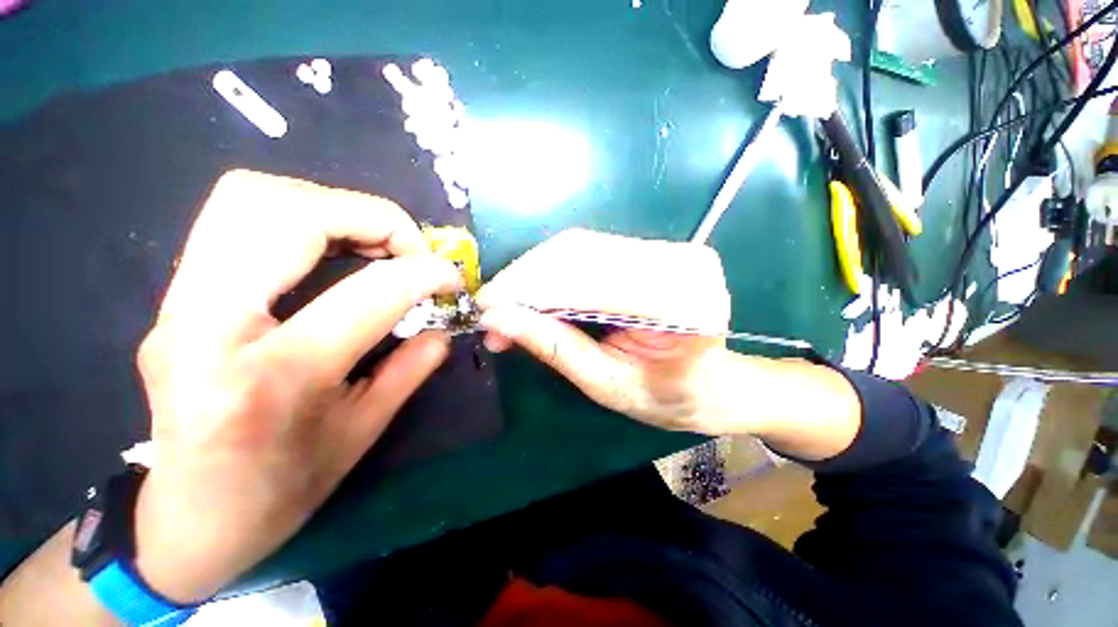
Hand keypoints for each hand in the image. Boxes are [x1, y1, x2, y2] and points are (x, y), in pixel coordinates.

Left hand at [132, 170, 461, 602]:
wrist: (185, 522)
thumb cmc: (279, 494)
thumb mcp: (363, 435)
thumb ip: (410, 369)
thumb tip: (442, 327)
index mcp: (275, 378)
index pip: (368, 292)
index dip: (425, 272)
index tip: (451, 277)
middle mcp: (210, 325)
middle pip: (286, 211)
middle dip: (371, 216)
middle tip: (408, 249)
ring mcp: (178, 305)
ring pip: (252, 198)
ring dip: (333, 207)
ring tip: (374, 244)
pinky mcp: (174, 298)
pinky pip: (238, 219)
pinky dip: (301, 217)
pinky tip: (333, 251)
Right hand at [476, 229, 737, 433]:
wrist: (709, 383)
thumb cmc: (664, 397)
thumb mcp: (605, 384)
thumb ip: (553, 347)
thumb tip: (497, 320)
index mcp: (681, 306)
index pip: (590, 283)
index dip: (531, 291)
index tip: (486, 307)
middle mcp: (680, 265)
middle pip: (582, 254)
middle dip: (526, 280)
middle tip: (491, 308)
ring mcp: (670, 250)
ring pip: (580, 247)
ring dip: (534, 273)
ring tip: (506, 304)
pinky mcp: (653, 250)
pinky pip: (590, 251)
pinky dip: (553, 271)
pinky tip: (533, 292)